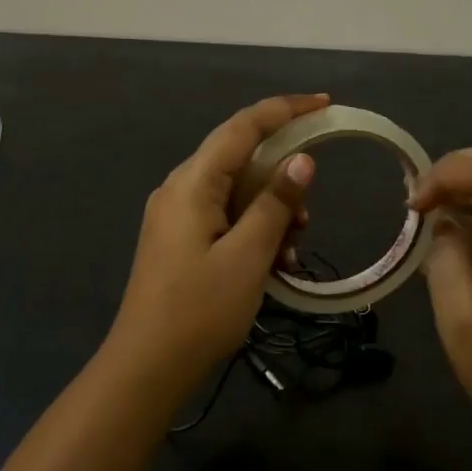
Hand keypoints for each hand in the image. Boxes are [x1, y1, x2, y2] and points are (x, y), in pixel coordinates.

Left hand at [104, 94, 324, 392]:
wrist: (147, 366)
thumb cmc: (200, 310)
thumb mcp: (248, 256)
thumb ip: (275, 203)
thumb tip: (302, 160)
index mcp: (192, 182)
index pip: (242, 127)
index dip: (284, 110)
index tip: (324, 103)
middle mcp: (180, 188)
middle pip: (239, 159)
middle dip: (281, 178)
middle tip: (308, 211)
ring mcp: (176, 214)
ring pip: (236, 192)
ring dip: (270, 211)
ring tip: (292, 248)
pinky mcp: (180, 239)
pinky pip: (224, 217)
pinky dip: (253, 230)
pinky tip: (273, 263)